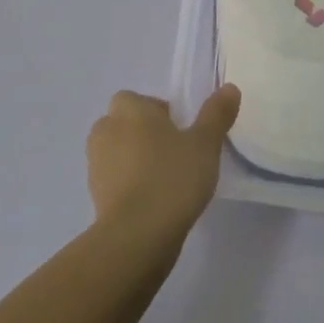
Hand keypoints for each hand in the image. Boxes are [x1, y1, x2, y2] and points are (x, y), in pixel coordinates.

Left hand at [86, 85, 240, 242]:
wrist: (137, 235)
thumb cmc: (172, 177)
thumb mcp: (205, 143)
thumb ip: (216, 114)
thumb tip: (229, 88)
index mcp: (129, 110)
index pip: (136, 99)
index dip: (155, 111)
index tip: (178, 130)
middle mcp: (106, 130)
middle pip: (122, 124)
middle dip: (142, 134)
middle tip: (172, 152)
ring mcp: (95, 165)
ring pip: (115, 152)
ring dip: (133, 160)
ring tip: (163, 179)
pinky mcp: (94, 197)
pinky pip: (113, 181)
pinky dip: (127, 185)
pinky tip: (152, 202)